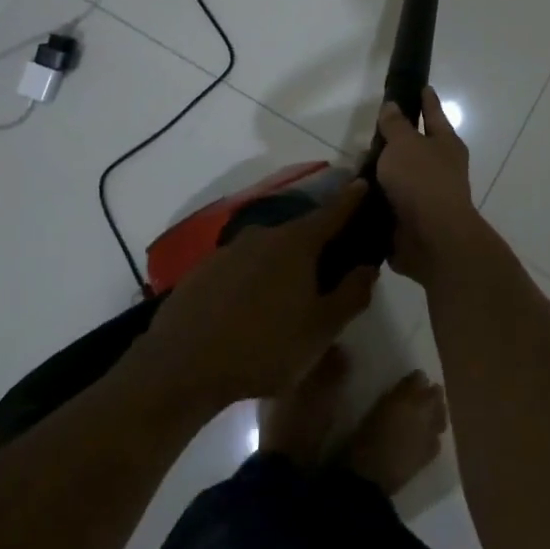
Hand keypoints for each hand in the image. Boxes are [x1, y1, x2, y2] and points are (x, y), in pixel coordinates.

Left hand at [132, 181, 376, 407]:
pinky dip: (253, 278)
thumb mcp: (321, 330)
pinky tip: (250, 308)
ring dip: (282, 265)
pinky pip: (240, 267)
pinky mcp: (203, 269)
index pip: (332, 213)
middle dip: (316, 244)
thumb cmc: (263, 346)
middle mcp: (264, 234)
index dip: (351, 200)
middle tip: (329, 267)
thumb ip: (351, 295)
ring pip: (267, 251)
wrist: (181, 365)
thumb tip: (368, 266)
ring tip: (288, 296)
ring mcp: (229, 250)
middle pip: (299, 233)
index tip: (363, 183)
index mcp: (297, 243)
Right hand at [375, 88, 478, 286]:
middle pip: (417, 147)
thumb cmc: (422, 181)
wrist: (433, 239)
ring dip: (383, 174)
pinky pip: (390, 204)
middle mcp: (441, 168)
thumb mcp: (404, 144)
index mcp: (446, 144)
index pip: (434, 113)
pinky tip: (356, 195)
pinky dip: (376, 200)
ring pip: (401, 177)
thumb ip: (395, 125)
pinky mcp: (412, 222)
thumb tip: (393, 107)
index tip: (422, 86)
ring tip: (355, 166)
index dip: (426, 100)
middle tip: (372, 130)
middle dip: (397, 140)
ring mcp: (428, 197)